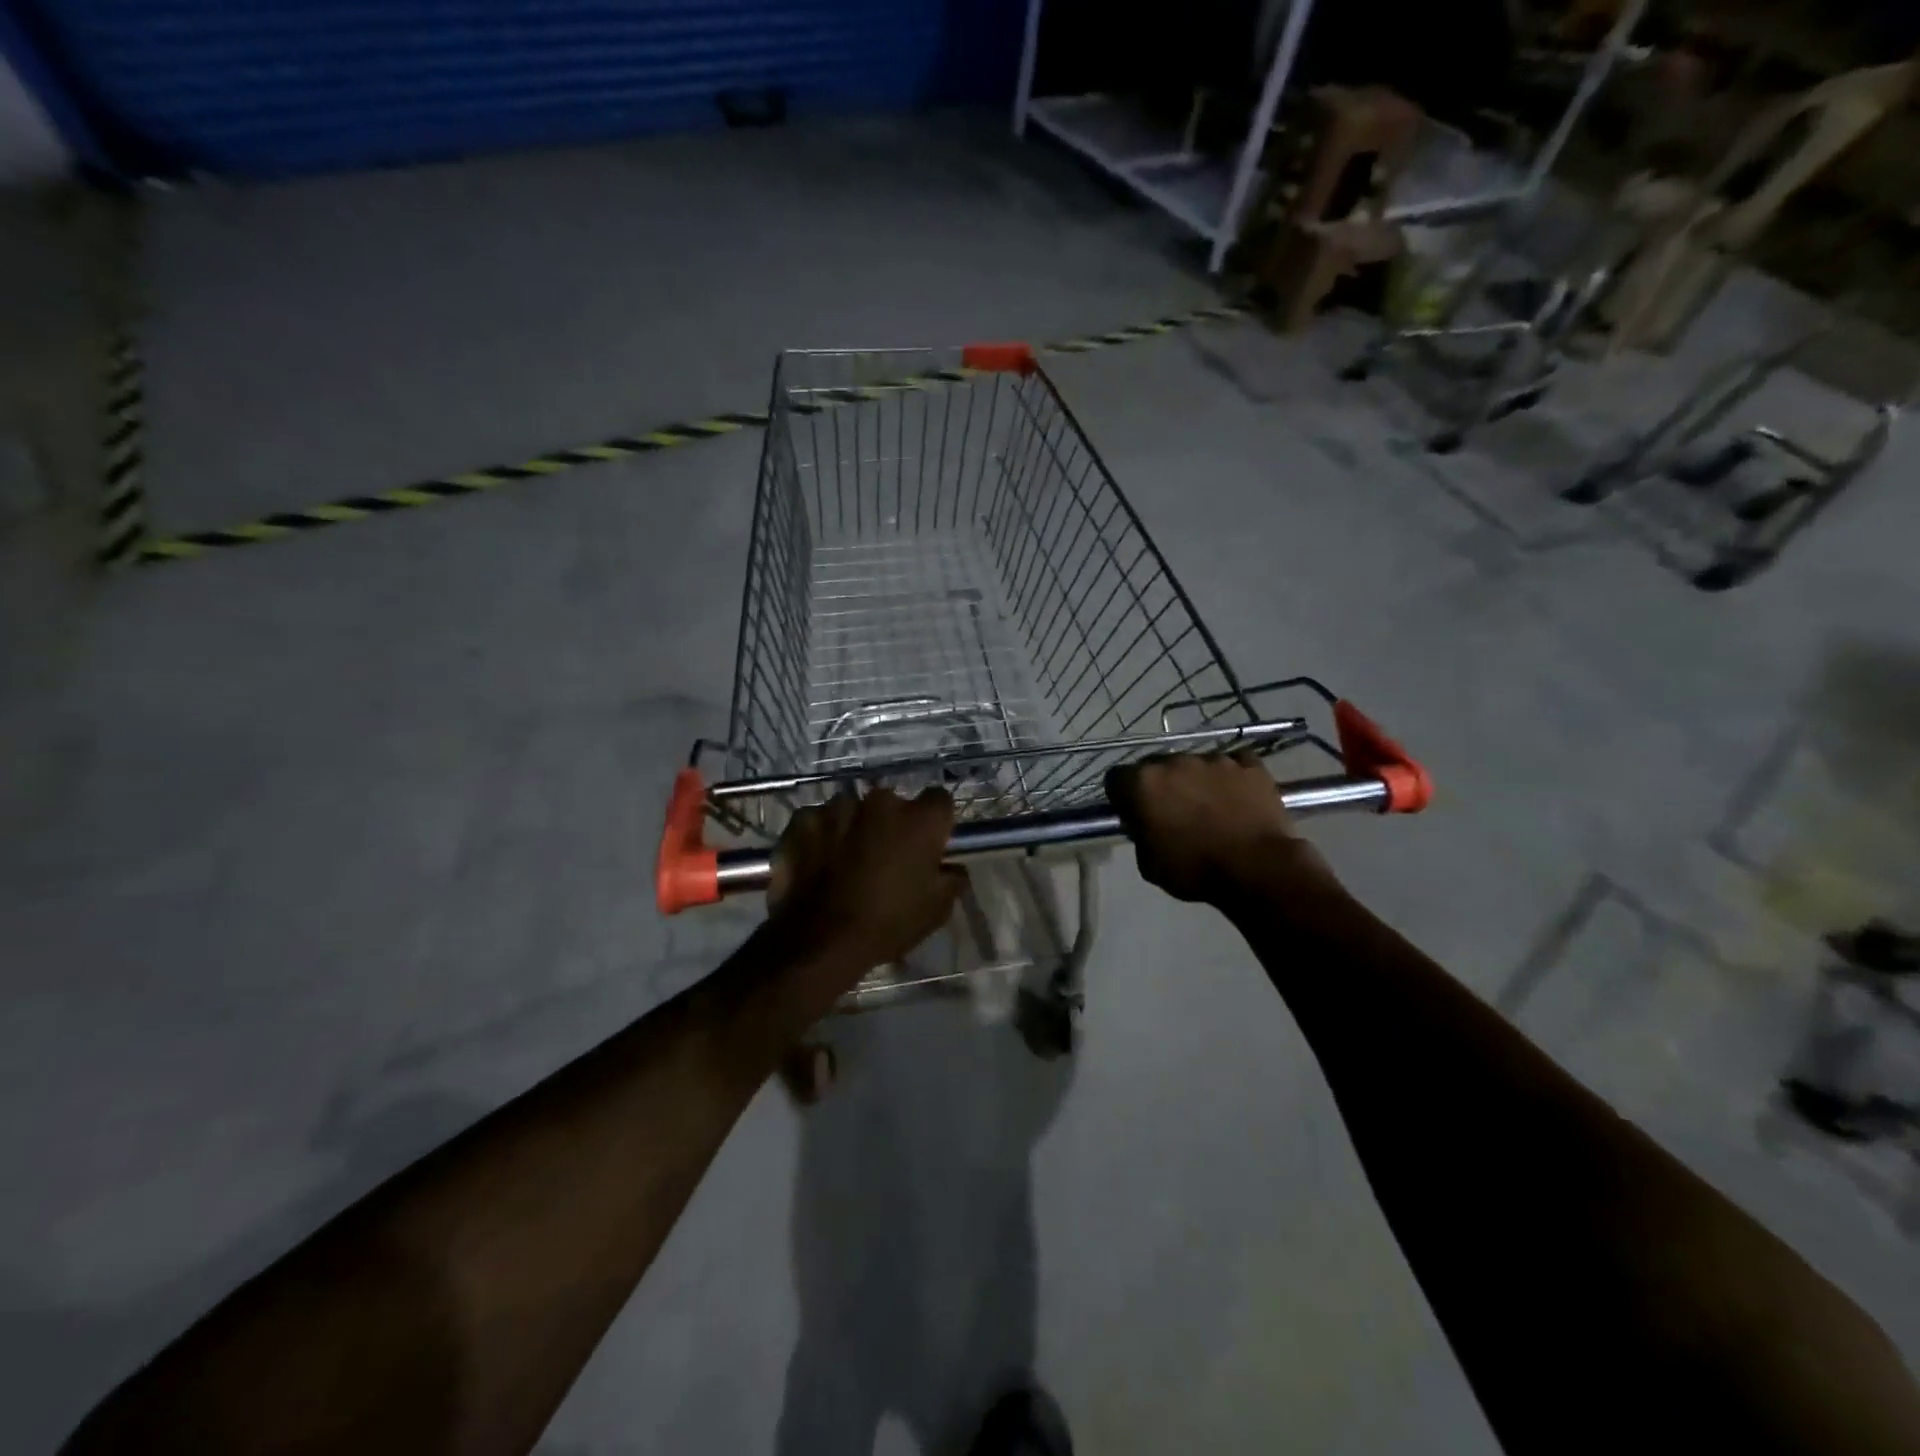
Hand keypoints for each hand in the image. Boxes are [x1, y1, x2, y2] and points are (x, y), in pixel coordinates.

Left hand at [768, 787, 963, 973]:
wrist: (820, 940)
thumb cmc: (888, 924)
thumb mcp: (936, 910)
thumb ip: (951, 878)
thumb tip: (952, 866)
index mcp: (920, 819)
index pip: (939, 800)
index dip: (935, 822)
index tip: (929, 842)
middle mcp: (881, 801)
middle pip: (892, 804)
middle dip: (890, 823)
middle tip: (884, 856)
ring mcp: (838, 807)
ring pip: (853, 810)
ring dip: (854, 827)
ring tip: (846, 861)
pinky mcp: (803, 819)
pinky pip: (818, 821)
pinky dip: (820, 836)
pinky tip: (817, 861)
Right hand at [1105, 754, 1341, 905]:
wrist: (1257, 868)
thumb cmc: (1195, 869)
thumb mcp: (1148, 863)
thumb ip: (1140, 834)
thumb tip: (1144, 823)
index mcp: (1143, 783)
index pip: (1117, 778)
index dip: (1123, 796)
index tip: (1133, 813)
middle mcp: (1174, 761)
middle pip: (1157, 766)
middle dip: (1160, 785)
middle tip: (1172, 812)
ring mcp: (1214, 759)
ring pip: (1195, 765)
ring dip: (1196, 781)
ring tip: (1210, 807)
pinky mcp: (1248, 764)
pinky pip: (1233, 764)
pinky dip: (1231, 778)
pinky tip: (1237, 798)